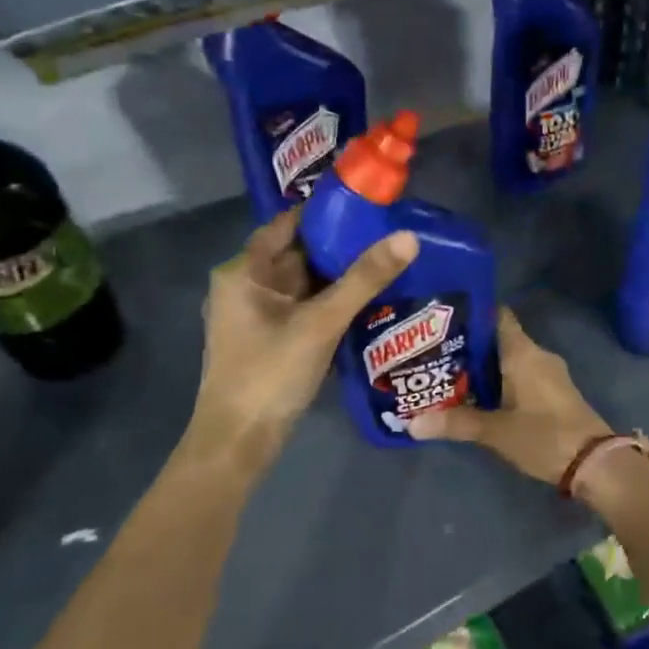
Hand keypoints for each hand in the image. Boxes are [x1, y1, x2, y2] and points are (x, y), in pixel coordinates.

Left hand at [181, 209, 417, 464]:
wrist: (239, 443)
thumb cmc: (270, 374)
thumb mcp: (321, 323)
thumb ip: (364, 279)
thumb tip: (408, 237)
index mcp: (243, 273)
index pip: (286, 226)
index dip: (324, 213)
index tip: (367, 205)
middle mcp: (246, 288)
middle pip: (298, 255)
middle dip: (340, 246)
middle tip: (389, 233)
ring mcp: (258, 317)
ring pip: (305, 285)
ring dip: (340, 277)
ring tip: (388, 261)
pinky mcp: (272, 340)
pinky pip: (307, 309)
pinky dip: (333, 303)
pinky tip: (370, 301)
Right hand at [406, 308, 609, 486]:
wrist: (595, 463)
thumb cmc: (544, 436)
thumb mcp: (496, 432)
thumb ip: (455, 423)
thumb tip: (410, 423)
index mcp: (523, 352)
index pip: (496, 315)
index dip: (470, 314)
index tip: (440, 320)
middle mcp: (537, 355)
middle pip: (498, 339)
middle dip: (468, 346)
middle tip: (432, 353)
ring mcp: (549, 374)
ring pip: (509, 360)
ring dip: (483, 367)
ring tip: (447, 374)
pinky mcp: (554, 393)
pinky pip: (521, 376)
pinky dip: (500, 381)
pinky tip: (477, 396)